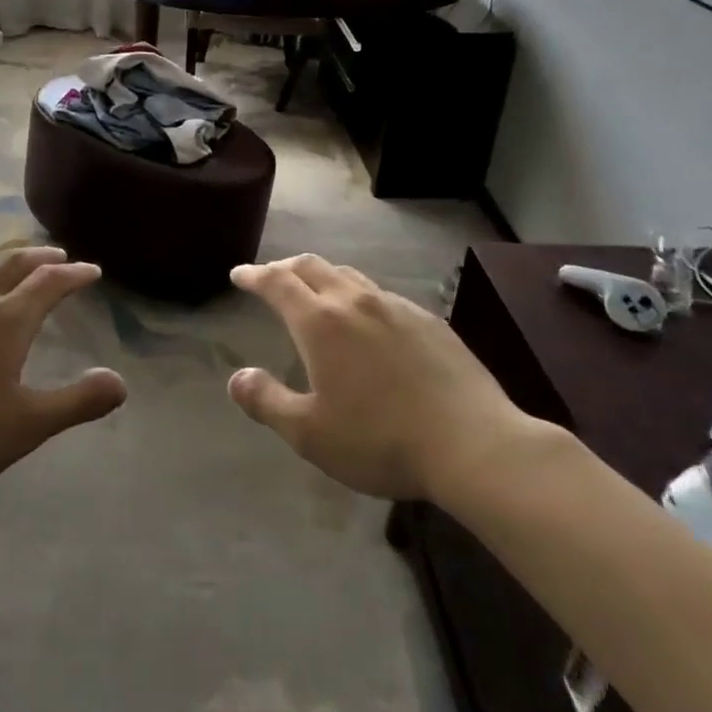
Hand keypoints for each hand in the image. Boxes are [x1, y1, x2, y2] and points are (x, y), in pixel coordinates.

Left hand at [0, 246, 126, 501]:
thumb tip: (120, 381)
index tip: (93, 271)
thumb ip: (76, 402)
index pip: (49, 283)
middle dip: (41, 258)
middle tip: (60, 258)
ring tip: (13, 271)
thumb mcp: (25, 427)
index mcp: (5, 321)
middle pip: (12, 264)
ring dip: (3, 265)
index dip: (75, 274)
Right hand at [227, 255, 548, 506]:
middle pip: (312, 267)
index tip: (239, 274)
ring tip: (315, 291)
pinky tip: (367, 319)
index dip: (254, 275)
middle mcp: (356, 302)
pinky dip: (358, 294)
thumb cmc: (381, 440)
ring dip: (322, 276)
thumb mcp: (309, 433)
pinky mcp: (429, 321)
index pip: (277, 283)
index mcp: (321, 323)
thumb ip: (266, 401)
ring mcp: (396, 307)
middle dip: (284, 267)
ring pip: (349, 276)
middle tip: (269, 276)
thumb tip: (237, 378)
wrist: (474, 444)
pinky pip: (381, 294)